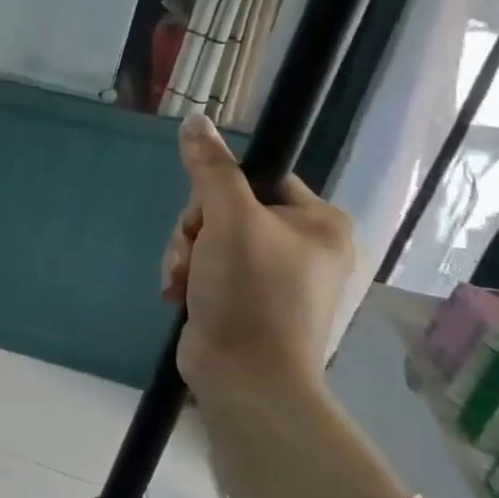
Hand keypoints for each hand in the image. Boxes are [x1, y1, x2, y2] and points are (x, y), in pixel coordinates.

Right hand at [160, 114, 353, 407]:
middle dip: (195, 230)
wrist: (246, 378)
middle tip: (191, 254)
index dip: (219, 190)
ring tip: (181, 280)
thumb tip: (195, 119)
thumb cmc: (251, 292)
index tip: (205, 216)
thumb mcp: (228, 220)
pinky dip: (188, 276)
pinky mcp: (248, 300)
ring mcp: (276, 276)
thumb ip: (211, 169)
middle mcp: (304, 246)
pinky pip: (208, 267)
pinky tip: (178, 293)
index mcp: (319, 222)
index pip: (258, 178)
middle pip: (226, 208)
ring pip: (210, 238)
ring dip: (185, 254)